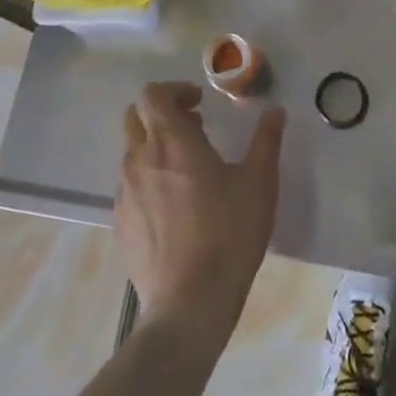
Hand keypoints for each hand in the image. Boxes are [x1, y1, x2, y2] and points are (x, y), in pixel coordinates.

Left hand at [117, 82, 284, 353]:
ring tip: (187, 170)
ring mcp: (125, 192)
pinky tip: (174, 207)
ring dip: (154, 147)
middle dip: (160, 113)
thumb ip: (266, 140)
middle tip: (193, 128)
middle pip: (134, 117)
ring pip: (132, 152)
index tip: (199, 103)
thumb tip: (275, 111)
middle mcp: (140, 158)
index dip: (175, 90)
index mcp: (171, 140)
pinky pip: (129, 186)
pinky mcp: (121, 223)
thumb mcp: (259, 182)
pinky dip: (148, 180)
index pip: (153, 94)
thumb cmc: (229, 234)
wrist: (189, 305)